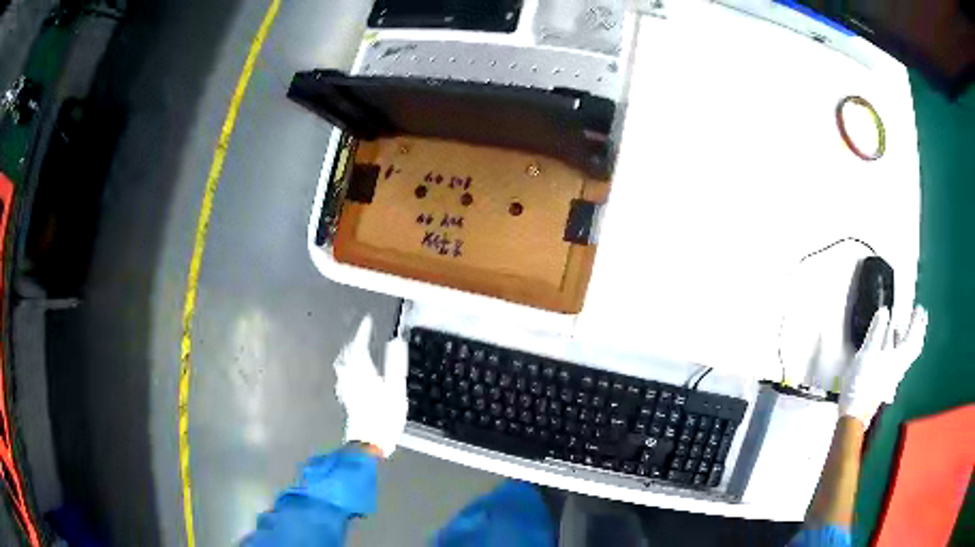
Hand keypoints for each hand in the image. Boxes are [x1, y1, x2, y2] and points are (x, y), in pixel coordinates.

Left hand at [332, 316, 407, 456]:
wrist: (369, 443)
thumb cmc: (384, 417)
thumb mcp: (396, 389)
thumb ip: (395, 364)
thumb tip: (395, 342)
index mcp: (363, 372)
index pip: (359, 345)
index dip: (363, 331)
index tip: (367, 321)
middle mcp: (351, 378)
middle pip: (347, 355)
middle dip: (354, 342)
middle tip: (362, 335)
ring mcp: (347, 390)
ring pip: (343, 366)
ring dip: (348, 354)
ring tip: (355, 350)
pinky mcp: (348, 401)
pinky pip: (344, 378)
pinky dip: (347, 370)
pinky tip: (351, 376)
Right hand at [839, 305, 927, 425]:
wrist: (854, 414)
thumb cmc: (862, 384)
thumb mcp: (867, 353)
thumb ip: (876, 331)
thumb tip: (884, 312)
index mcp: (898, 359)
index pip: (913, 338)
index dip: (917, 322)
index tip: (919, 309)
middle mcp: (899, 368)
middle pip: (913, 348)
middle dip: (916, 331)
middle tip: (917, 317)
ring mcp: (893, 376)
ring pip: (905, 355)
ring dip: (906, 339)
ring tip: (902, 327)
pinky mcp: (885, 382)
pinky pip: (897, 360)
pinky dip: (897, 348)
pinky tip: (889, 346)